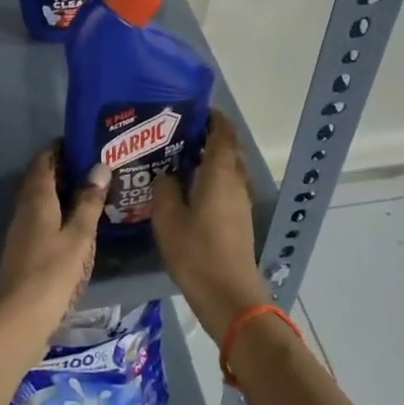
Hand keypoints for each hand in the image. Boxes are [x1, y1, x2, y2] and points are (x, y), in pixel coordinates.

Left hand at [0, 146, 108, 349]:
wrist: (18, 319)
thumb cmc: (51, 273)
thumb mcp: (78, 236)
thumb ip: (88, 202)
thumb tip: (99, 166)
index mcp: (36, 199)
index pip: (43, 160)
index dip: (60, 148)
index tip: (85, 142)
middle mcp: (25, 209)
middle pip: (42, 179)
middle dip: (66, 169)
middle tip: (98, 166)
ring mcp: (22, 231)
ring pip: (43, 201)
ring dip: (64, 193)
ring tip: (95, 192)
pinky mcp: (25, 250)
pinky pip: (44, 220)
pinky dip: (61, 214)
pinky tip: (80, 225)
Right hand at [152, 111, 268, 340]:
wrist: (228, 295)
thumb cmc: (196, 251)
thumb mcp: (167, 218)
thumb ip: (164, 188)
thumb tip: (166, 175)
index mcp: (220, 173)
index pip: (222, 133)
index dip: (212, 118)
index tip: (192, 109)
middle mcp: (235, 182)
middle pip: (228, 149)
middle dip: (209, 136)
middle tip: (178, 132)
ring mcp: (240, 202)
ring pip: (228, 169)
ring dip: (210, 158)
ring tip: (178, 157)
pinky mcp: (238, 220)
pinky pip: (226, 186)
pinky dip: (211, 178)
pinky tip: (187, 187)